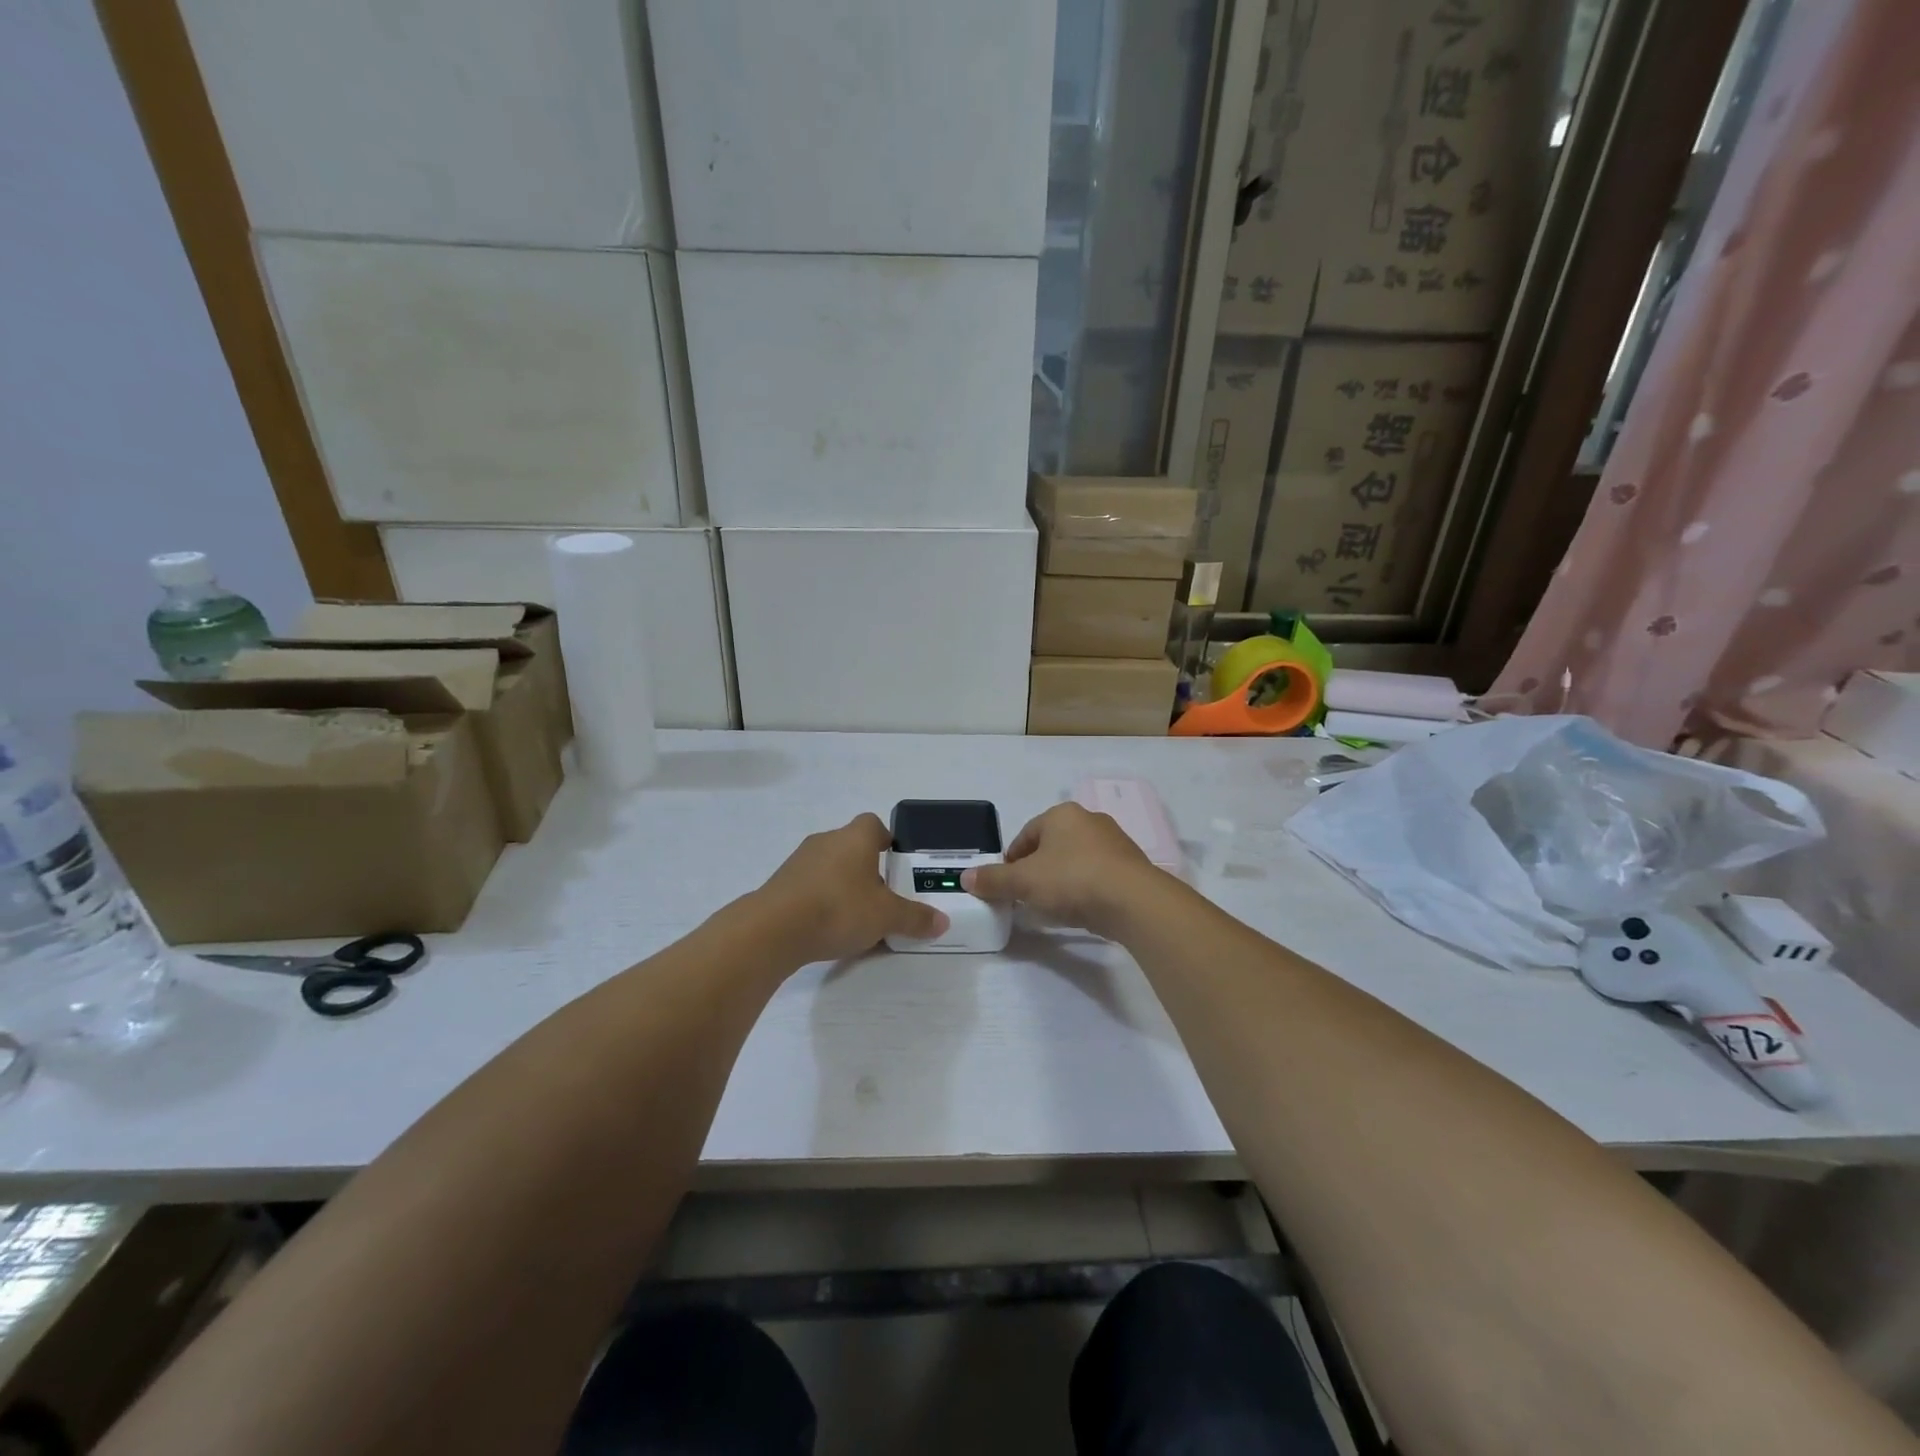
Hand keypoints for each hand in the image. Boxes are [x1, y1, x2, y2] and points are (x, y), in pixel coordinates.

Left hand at [753, 814, 947, 964]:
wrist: (773, 929)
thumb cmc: (839, 909)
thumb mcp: (886, 917)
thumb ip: (915, 918)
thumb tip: (942, 922)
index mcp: (855, 838)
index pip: (874, 824)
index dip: (886, 840)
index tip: (896, 863)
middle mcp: (826, 841)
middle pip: (852, 846)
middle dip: (867, 869)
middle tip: (882, 896)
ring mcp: (799, 861)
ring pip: (829, 867)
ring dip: (842, 885)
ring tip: (855, 916)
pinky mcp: (781, 884)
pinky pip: (810, 886)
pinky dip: (821, 900)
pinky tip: (827, 927)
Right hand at [963, 803, 1159, 939]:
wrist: (1133, 901)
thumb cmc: (1072, 880)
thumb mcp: (1024, 882)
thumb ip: (993, 879)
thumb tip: (966, 877)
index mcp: (1062, 814)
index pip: (1026, 834)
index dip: (1011, 860)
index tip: (1006, 885)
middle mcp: (1089, 820)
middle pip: (1051, 846)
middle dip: (1037, 870)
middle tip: (1027, 897)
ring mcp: (1114, 842)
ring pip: (1075, 860)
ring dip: (1061, 880)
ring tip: (1053, 906)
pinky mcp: (1130, 866)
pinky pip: (1097, 875)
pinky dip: (1085, 889)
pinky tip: (1080, 909)